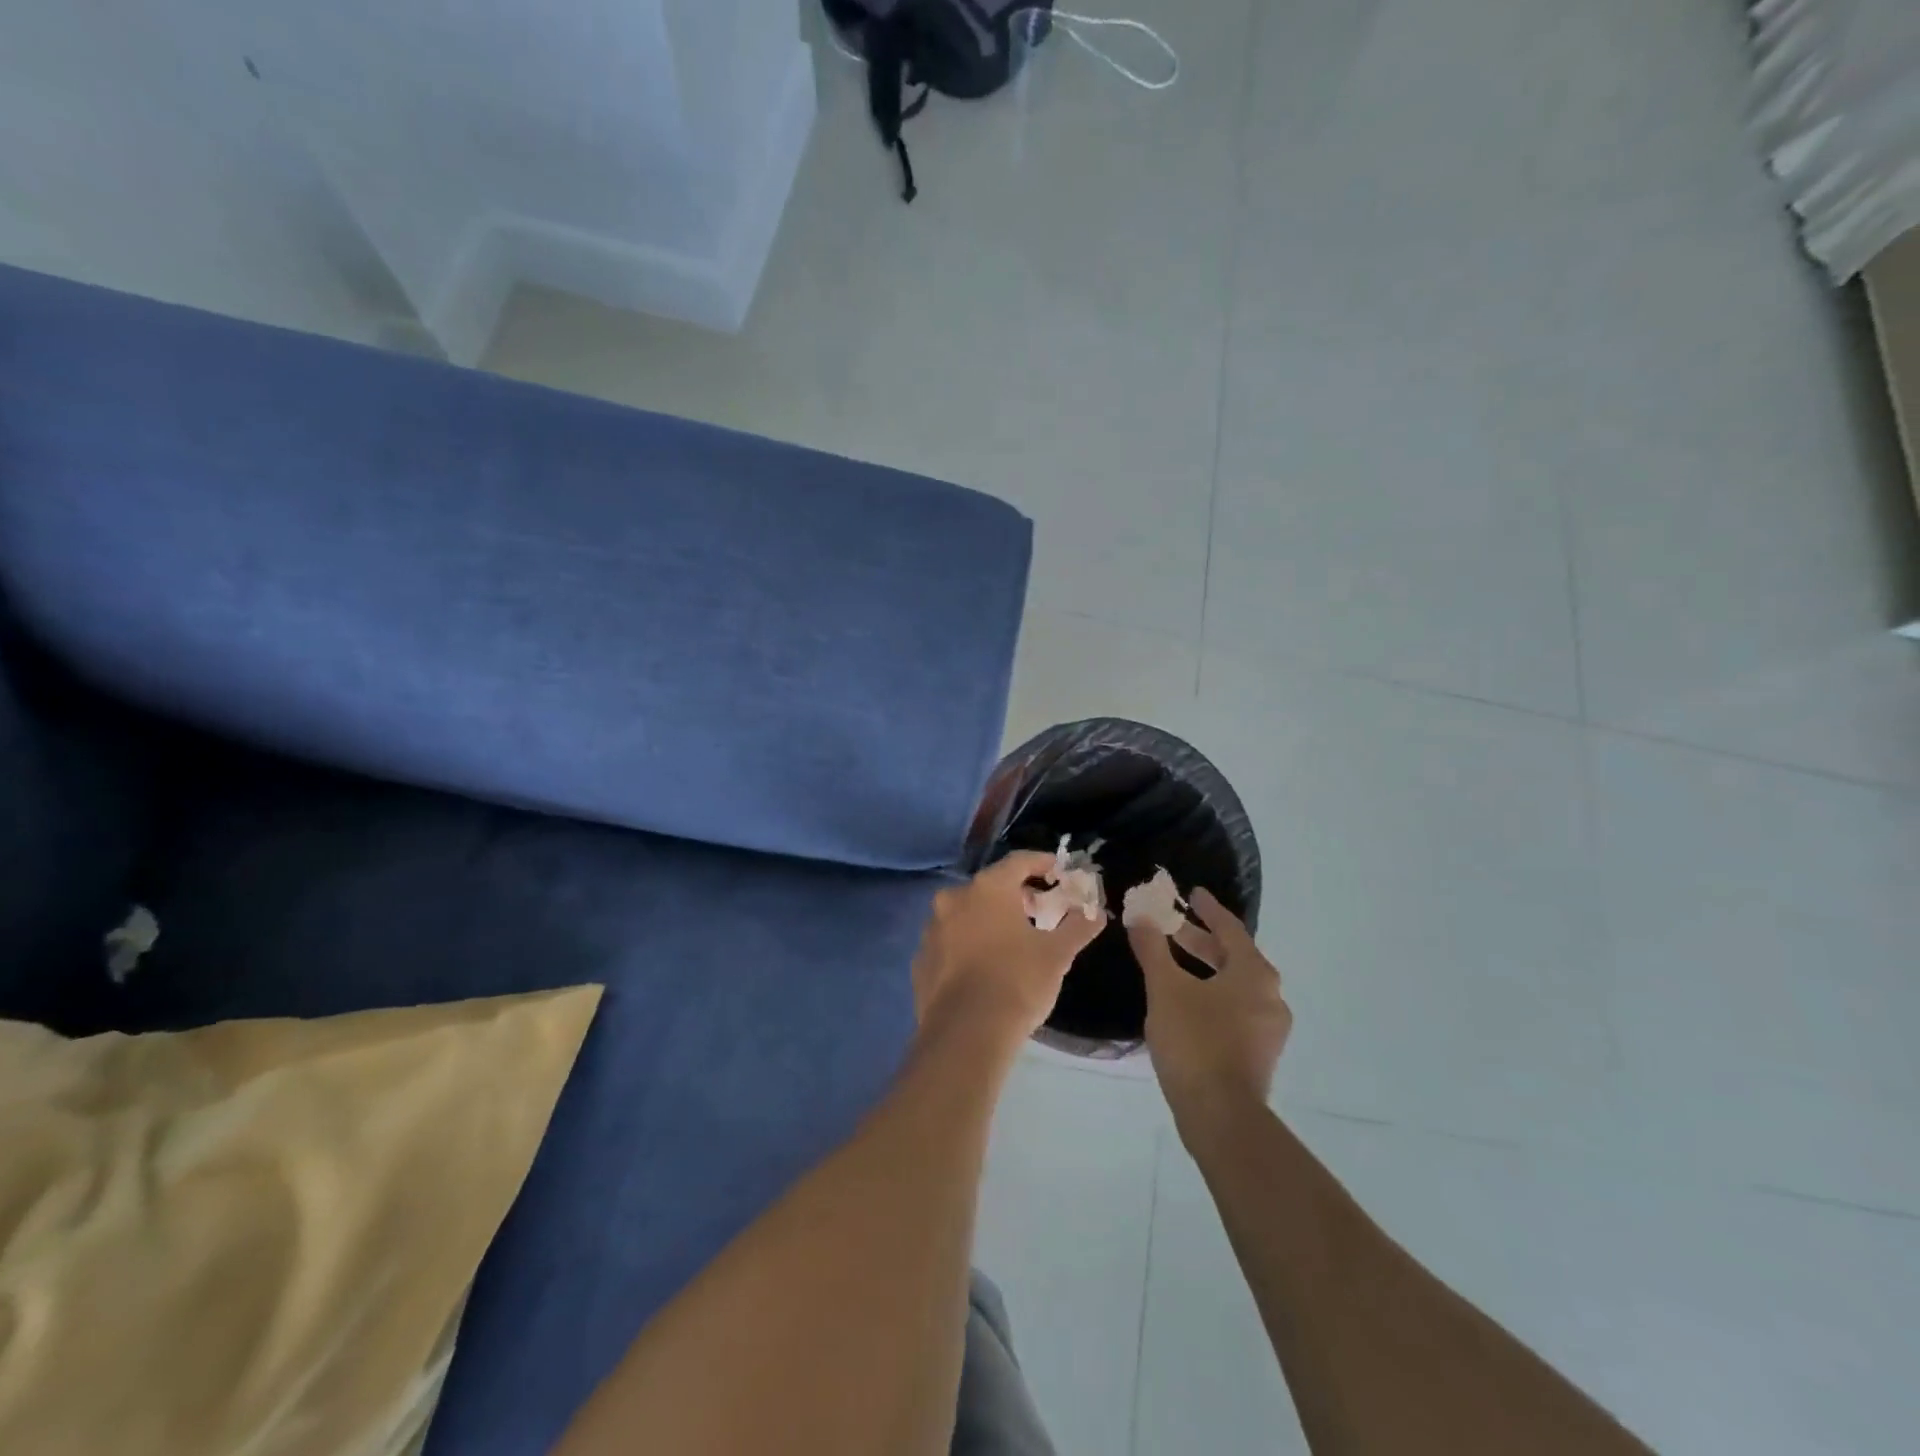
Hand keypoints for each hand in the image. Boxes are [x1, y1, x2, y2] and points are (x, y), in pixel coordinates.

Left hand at [912, 851, 1104, 1048]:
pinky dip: (968, 945)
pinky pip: (950, 942)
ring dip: (989, 919)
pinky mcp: (921, 959)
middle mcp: (954, 899)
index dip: (1043, 863)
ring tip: (1013, 940)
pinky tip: (984, 967)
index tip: (1059, 872)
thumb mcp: (1057, 954)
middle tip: (1040, 909)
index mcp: (988, 888)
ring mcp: (932, 929)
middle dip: (1017, 894)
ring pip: (966, 913)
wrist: (966, 1034)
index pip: (1019, 861)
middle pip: (991, 886)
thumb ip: (1078, 927)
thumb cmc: (1017, 982)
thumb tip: (1096, 913)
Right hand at [1129, 888, 1290, 1132]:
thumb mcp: (1165, 988)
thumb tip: (1141, 917)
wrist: (1220, 1115)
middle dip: (1201, 941)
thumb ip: (1153, 949)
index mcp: (1254, 973)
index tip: (1192, 894)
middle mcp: (1270, 996)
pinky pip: (1236, 1009)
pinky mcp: (1259, 1052)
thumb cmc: (1194, 1041)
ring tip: (1173, 965)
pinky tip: (1186, 1003)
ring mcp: (1268, 1028)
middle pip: (1234, 957)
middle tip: (1172, 929)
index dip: (1208, 909)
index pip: (1230, 929)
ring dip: (1206, 970)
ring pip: (1235, 985)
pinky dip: (1212, 995)